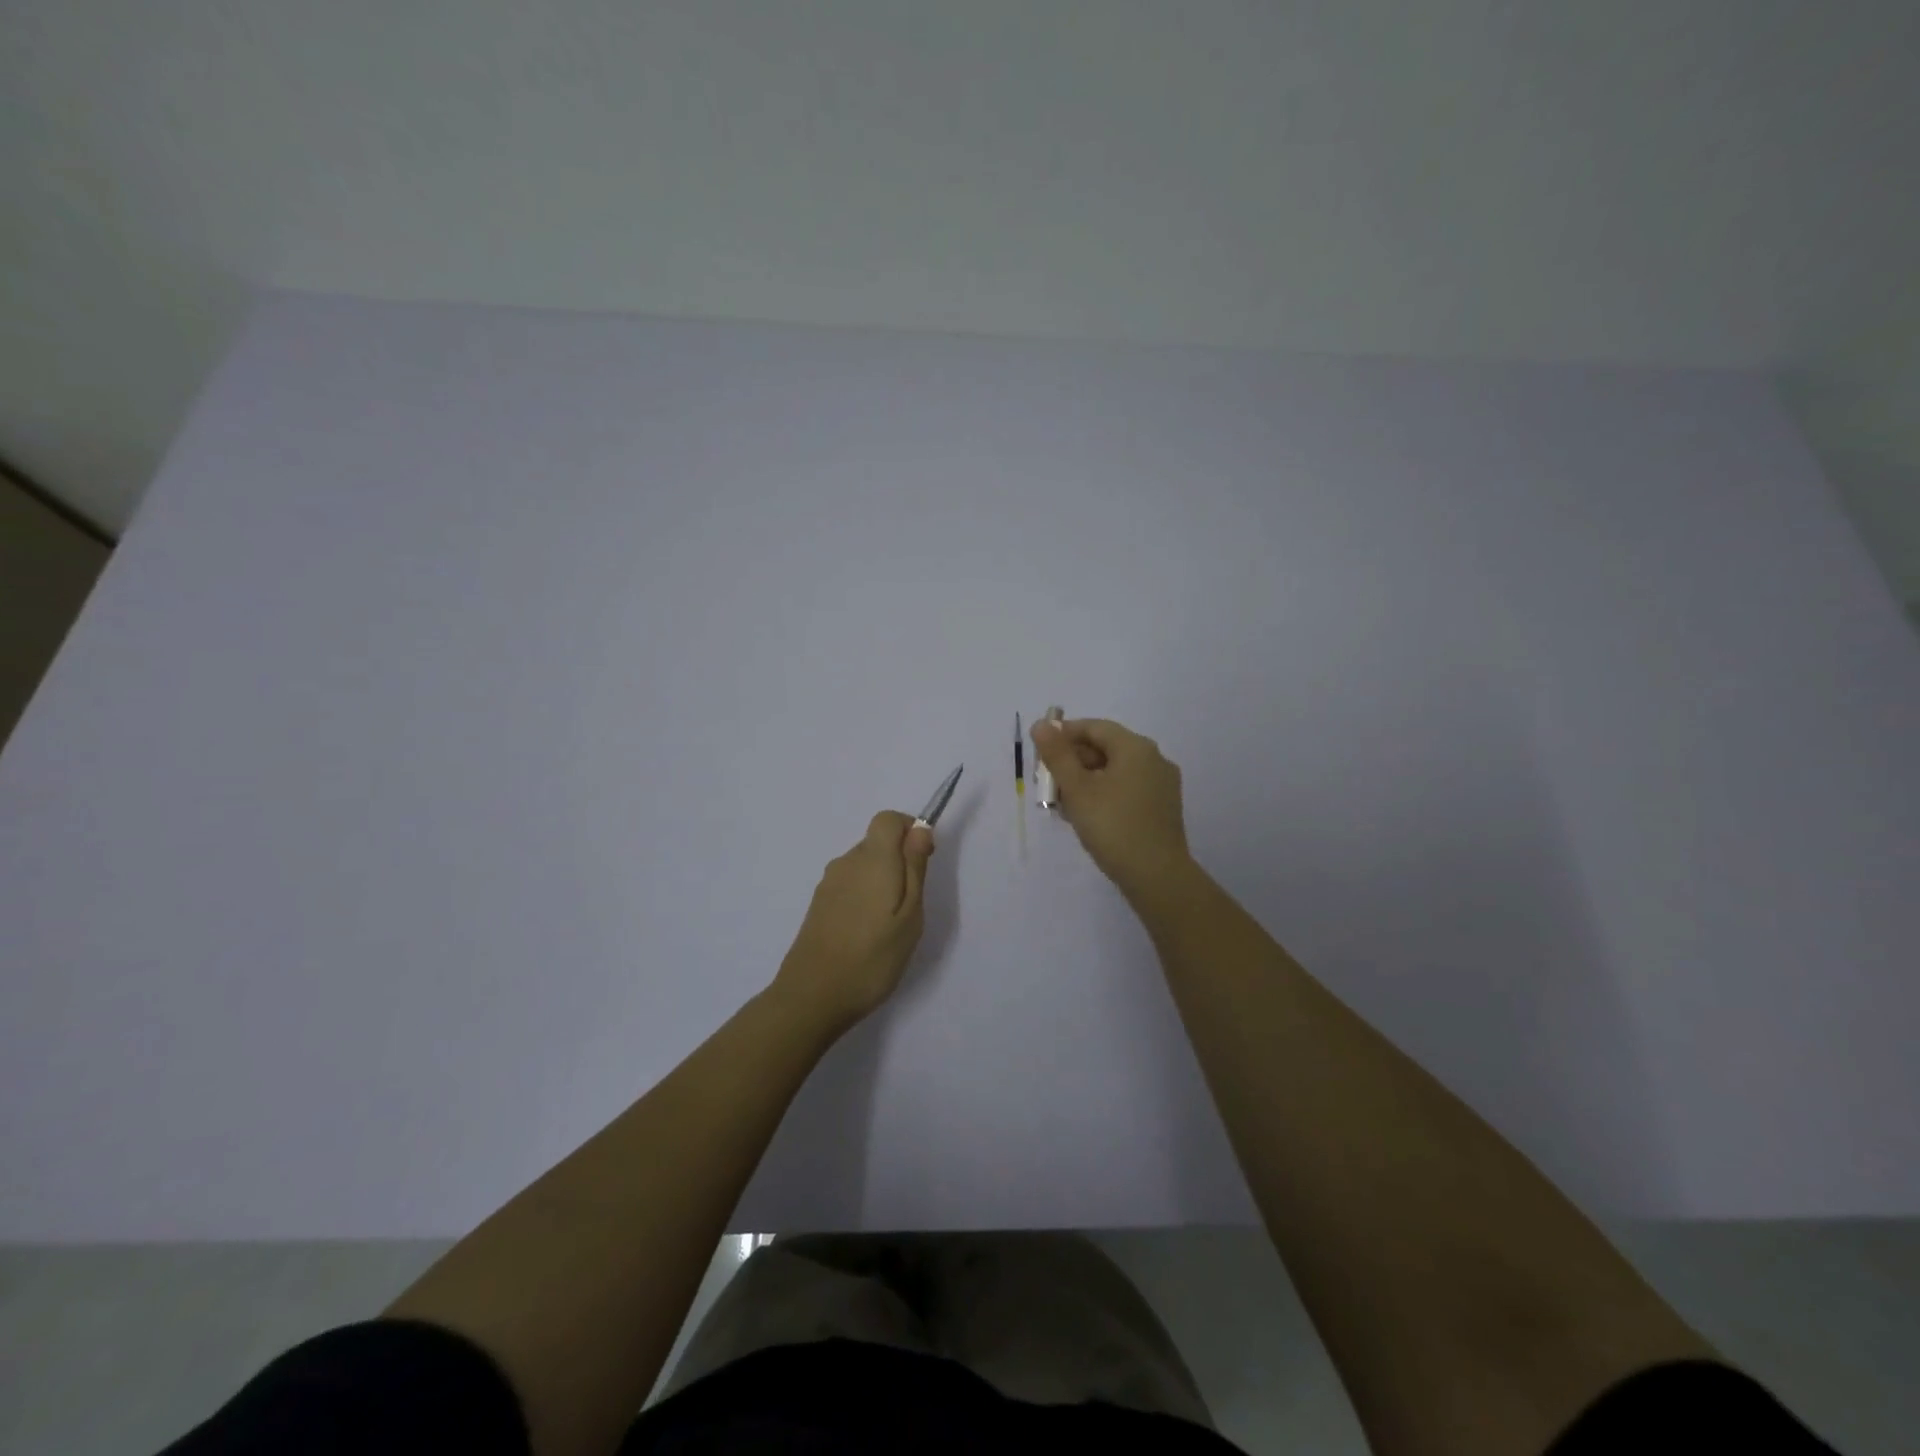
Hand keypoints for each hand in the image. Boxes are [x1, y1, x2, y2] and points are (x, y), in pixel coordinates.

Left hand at [773, 810, 935, 1031]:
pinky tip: (866, 934)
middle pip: (876, 842)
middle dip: (898, 862)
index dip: (910, 830)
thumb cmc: (872, 957)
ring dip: (880, 882)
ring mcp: (828, 884)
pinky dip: (863, 898)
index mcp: (872, 858)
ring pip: (863, 866)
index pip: (889, 819)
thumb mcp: (910, 915)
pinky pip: (849, 886)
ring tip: (888, 926)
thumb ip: (915, 868)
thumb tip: (920, 829)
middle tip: (910, 906)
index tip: (923, 861)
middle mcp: (846, 862)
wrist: (812, 996)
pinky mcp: (818, 905)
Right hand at [1032, 717, 1191, 898]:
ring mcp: (1162, 785)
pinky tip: (1086, 816)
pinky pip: (1127, 789)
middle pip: (1105, 748)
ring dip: (1085, 781)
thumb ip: (1057, 754)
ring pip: (1115, 771)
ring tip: (1062, 804)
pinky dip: (1104, 794)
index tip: (1040, 754)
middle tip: (1047, 784)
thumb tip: (1041, 724)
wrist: (1157, 876)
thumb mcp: (1077, 789)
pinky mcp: (1162, 808)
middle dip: (1073, 761)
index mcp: (1136, 747)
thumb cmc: (1112, 826)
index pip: (1094, 727)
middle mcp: (1154, 759)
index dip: (1063, 735)